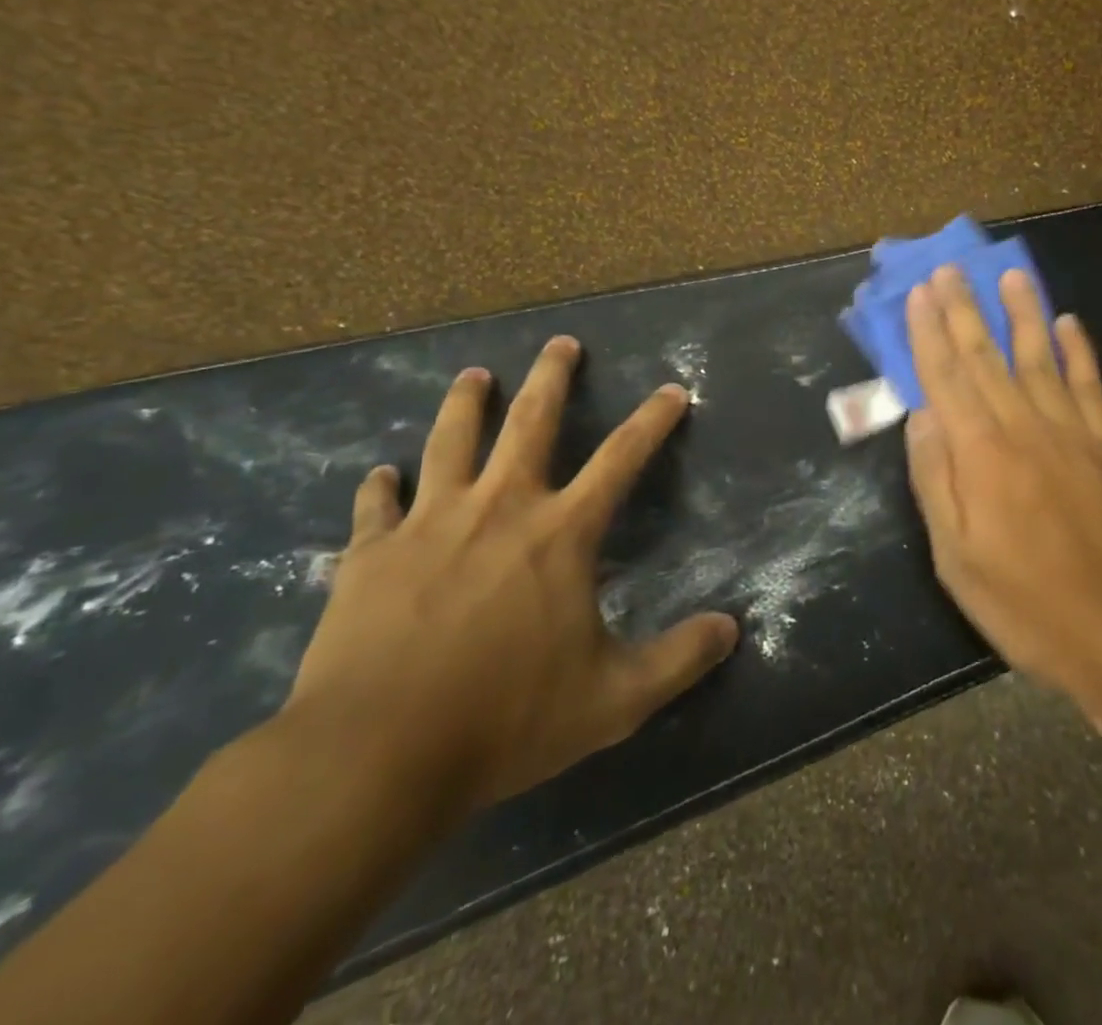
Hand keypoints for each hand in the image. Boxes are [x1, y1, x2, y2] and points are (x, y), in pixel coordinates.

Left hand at [283, 337, 738, 812]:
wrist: (373, 758)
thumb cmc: (505, 720)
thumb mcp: (613, 700)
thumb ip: (678, 659)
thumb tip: (731, 629)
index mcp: (561, 533)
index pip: (622, 458)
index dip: (653, 420)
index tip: (672, 389)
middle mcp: (499, 507)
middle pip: (530, 420)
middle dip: (551, 376)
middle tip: (561, 343)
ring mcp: (429, 524)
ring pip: (451, 441)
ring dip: (467, 402)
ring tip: (475, 375)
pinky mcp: (370, 554)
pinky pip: (376, 506)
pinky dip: (380, 487)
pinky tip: (381, 475)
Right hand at [903, 267, 1101, 716]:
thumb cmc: (1022, 601)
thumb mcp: (955, 555)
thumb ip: (935, 478)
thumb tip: (922, 414)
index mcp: (981, 453)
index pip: (946, 377)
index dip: (929, 333)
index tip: (919, 294)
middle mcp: (1024, 427)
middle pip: (986, 357)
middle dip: (964, 309)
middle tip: (950, 268)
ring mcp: (1073, 432)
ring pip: (1040, 357)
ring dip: (1022, 312)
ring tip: (1010, 274)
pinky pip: (1090, 385)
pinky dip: (1078, 351)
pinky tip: (1069, 323)